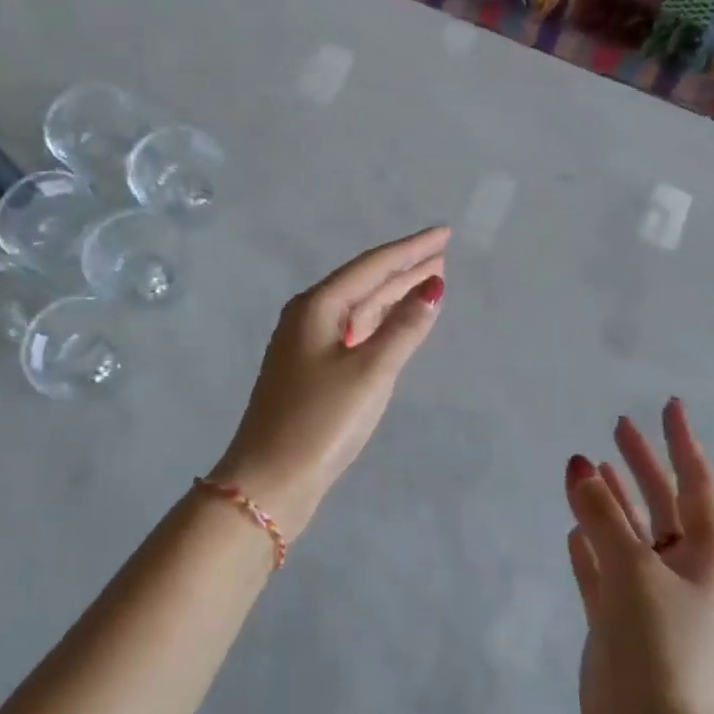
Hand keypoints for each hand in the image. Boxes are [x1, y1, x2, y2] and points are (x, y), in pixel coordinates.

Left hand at [209, 227, 448, 535]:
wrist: (269, 480)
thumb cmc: (320, 422)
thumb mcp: (370, 372)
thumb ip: (404, 328)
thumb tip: (433, 286)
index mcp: (317, 307)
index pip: (373, 266)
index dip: (411, 249)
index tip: (444, 233)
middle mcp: (308, 317)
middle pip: (364, 283)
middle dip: (404, 268)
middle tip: (442, 253)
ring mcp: (307, 345)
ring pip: (359, 309)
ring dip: (393, 294)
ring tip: (428, 280)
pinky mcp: (311, 371)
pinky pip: (353, 332)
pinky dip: (379, 323)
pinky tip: (395, 322)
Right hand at [565, 398, 713, 713]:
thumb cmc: (659, 647)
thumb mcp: (633, 570)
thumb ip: (603, 517)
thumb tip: (580, 466)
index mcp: (703, 557)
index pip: (696, 485)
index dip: (682, 443)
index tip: (669, 405)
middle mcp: (679, 571)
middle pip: (660, 504)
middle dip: (641, 464)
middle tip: (617, 426)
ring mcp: (647, 598)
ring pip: (626, 534)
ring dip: (609, 500)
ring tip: (586, 466)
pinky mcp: (617, 622)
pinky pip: (601, 570)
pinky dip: (589, 546)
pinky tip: (571, 528)